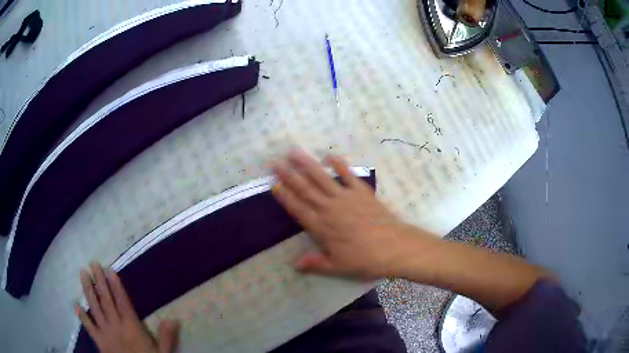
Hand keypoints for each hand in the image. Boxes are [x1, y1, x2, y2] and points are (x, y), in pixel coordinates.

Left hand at [75, 263, 178, 352]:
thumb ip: (166, 338)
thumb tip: (174, 319)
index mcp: (132, 328)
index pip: (123, 302)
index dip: (116, 286)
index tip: (109, 270)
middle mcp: (116, 326)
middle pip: (106, 301)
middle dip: (99, 281)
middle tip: (93, 264)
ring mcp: (105, 333)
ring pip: (95, 308)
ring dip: (88, 291)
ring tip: (82, 274)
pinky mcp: (99, 342)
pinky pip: (89, 327)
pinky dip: (82, 317)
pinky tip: (76, 305)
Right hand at [271, 149, 418, 277]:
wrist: (394, 247)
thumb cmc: (365, 259)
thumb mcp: (338, 266)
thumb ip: (315, 263)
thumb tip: (295, 264)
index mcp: (322, 227)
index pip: (298, 209)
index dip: (285, 197)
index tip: (274, 185)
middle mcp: (330, 209)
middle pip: (305, 190)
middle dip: (289, 176)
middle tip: (276, 164)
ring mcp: (346, 197)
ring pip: (322, 178)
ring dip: (307, 164)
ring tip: (294, 152)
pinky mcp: (362, 192)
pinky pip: (348, 175)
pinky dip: (340, 164)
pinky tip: (330, 155)